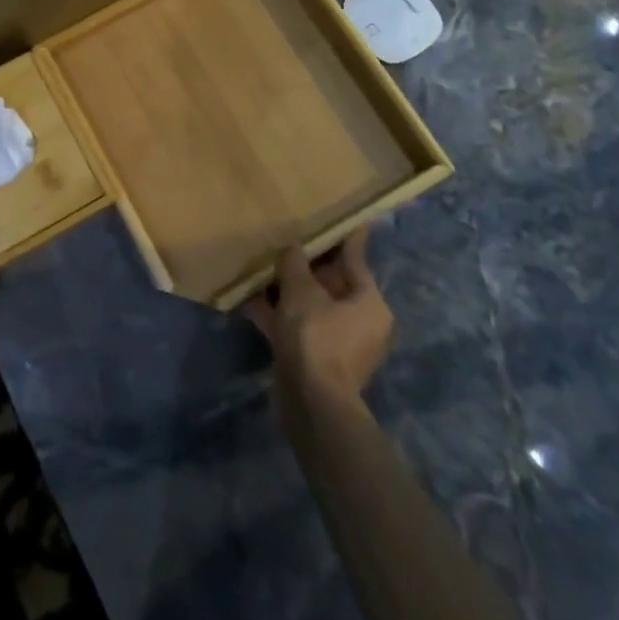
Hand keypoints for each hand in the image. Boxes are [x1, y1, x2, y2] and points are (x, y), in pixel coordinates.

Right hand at [244, 225, 393, 412]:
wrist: (312, 404)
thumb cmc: (316, 337)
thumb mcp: (302, 290)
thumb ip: (295, 263)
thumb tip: (292, 249)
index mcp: (369, 303)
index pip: (355, 258)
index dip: (344, 236)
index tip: (339, 215)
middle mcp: (360, 322)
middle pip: (331, 282)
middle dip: (306, 263)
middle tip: (286, 234)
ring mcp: (337, 343)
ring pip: (310, 304)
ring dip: (287, 288)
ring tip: (261, 263)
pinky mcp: (315, 359)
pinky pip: (296, 325)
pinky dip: (277, 313)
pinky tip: (249, 297)